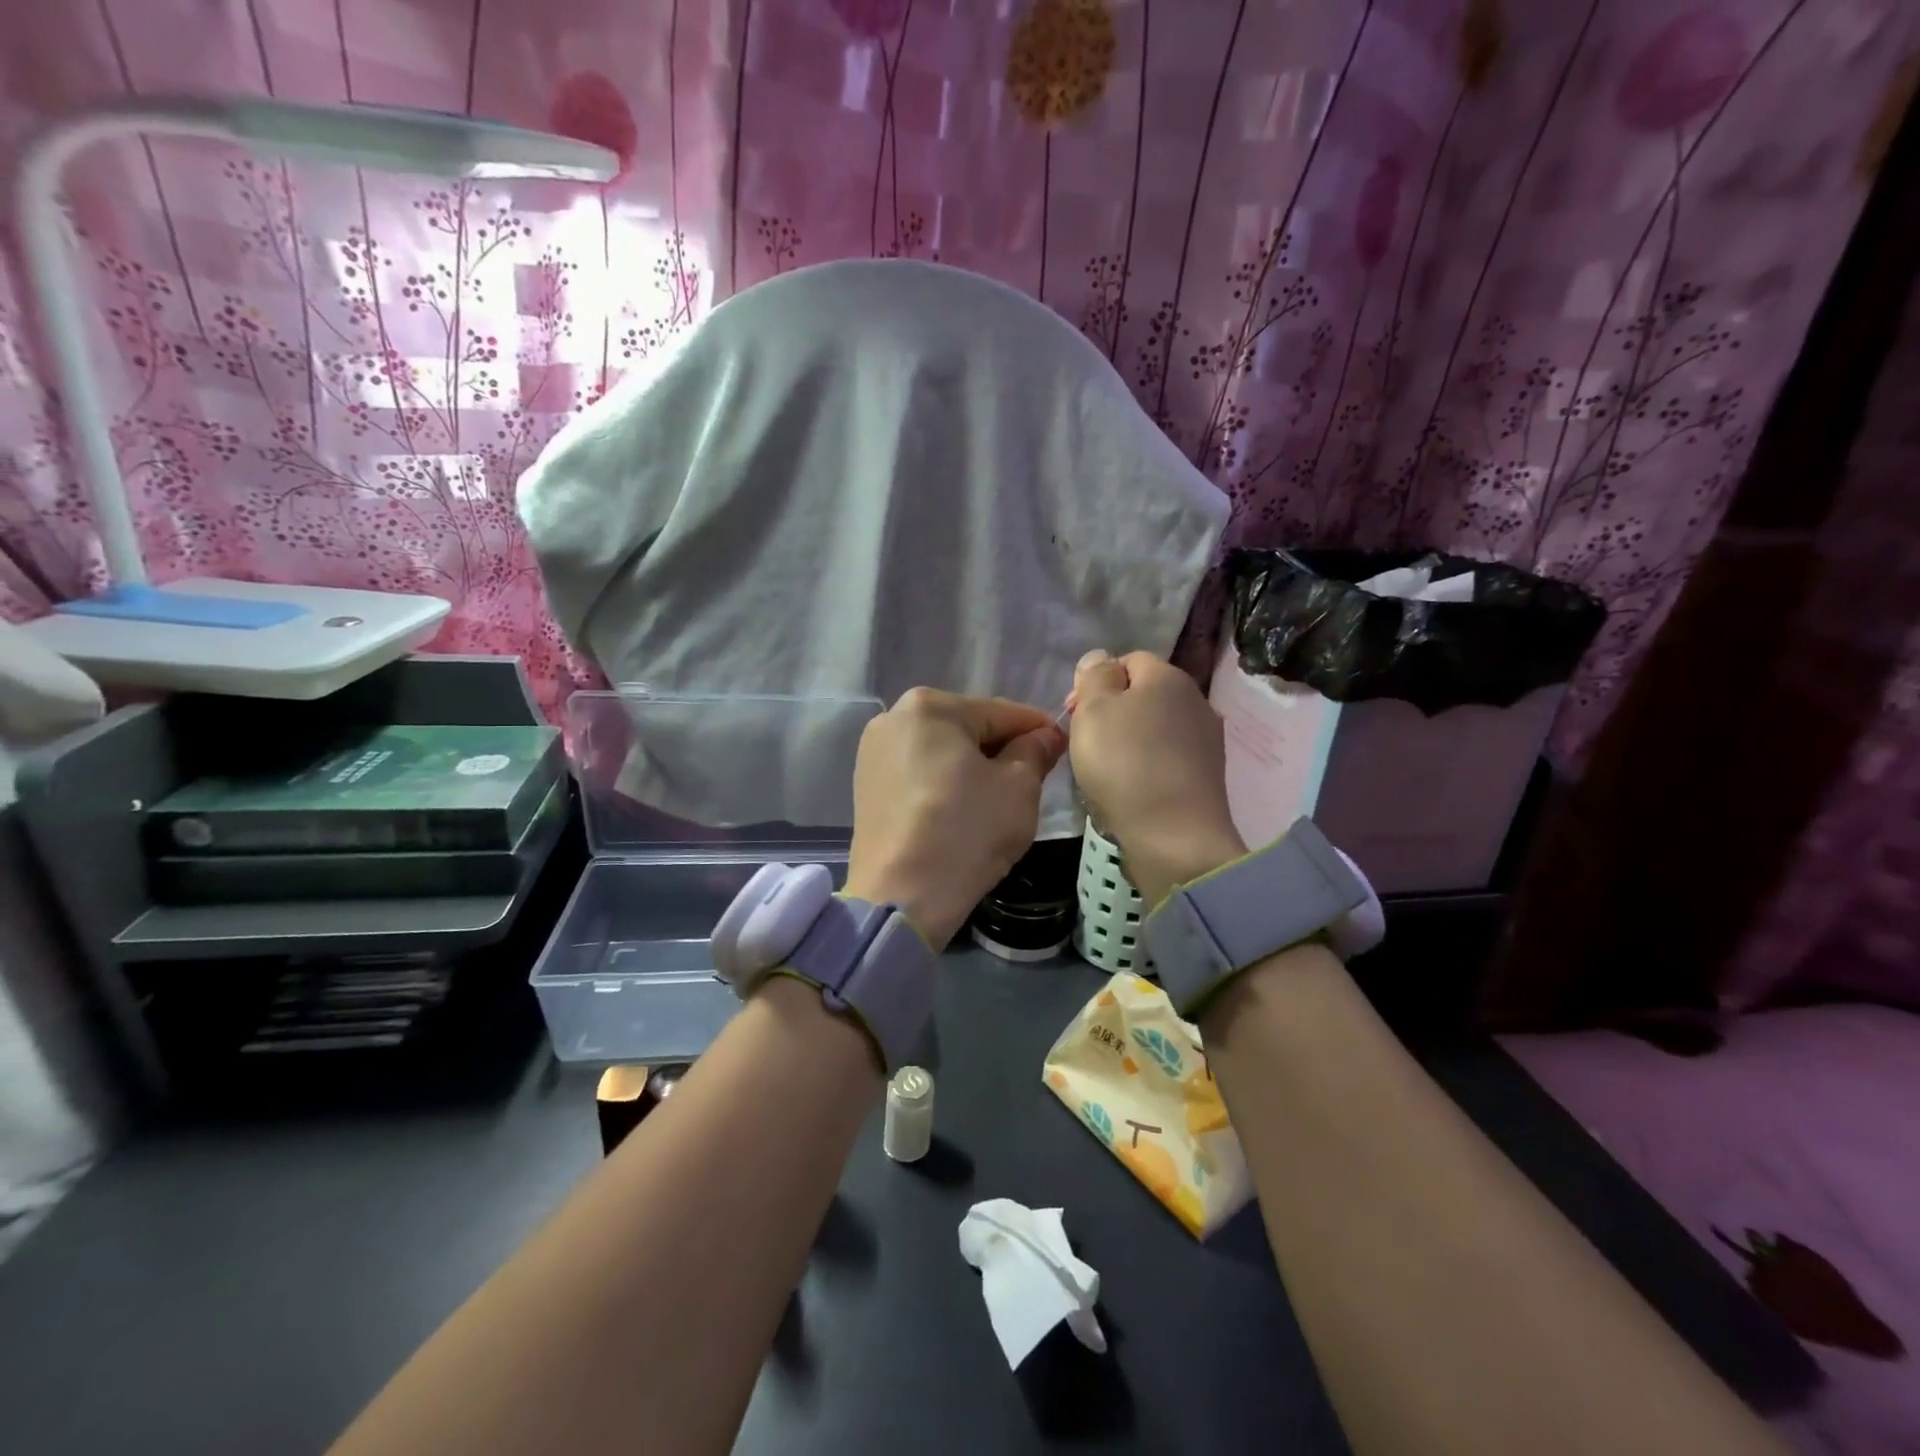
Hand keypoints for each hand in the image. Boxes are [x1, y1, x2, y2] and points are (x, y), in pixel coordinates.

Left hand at [845, 688, 1066, 948]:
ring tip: (998, 799)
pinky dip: (945, 784)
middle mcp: (894, 718)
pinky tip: (962, 810)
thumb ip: (1035, 751)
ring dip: (973, 767)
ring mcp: (873, 752)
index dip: (1039, 730)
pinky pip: (919, 773)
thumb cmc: (966, 831)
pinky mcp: (865, 785)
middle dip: (1002, 749)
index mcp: (930, 706)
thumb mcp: (1018, 788)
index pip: (1001, 712)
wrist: (901, 897)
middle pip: (968, 728)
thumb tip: (1046, 735)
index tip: (1063, 747)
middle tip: (1034, 779)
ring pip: (942, 751)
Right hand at [1068, 651, 1245, 908]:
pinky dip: (1146, 766)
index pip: (1128, 659)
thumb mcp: (1094, 710)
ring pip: (1155, 728)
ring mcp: (1205, 740)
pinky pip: (1166, 758)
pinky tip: (1131, 788)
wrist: (1175, 836)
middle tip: (1084, 742)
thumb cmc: (1125, 764)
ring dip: (1129, 741)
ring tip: (1104, 769)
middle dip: (1111, 711)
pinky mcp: (1206, 775)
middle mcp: (1194, 700)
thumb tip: (1101, 658)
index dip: (1096, 680)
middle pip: (1143, 694)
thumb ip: (1094, 676)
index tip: (1074, 712)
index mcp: (1167, 677)